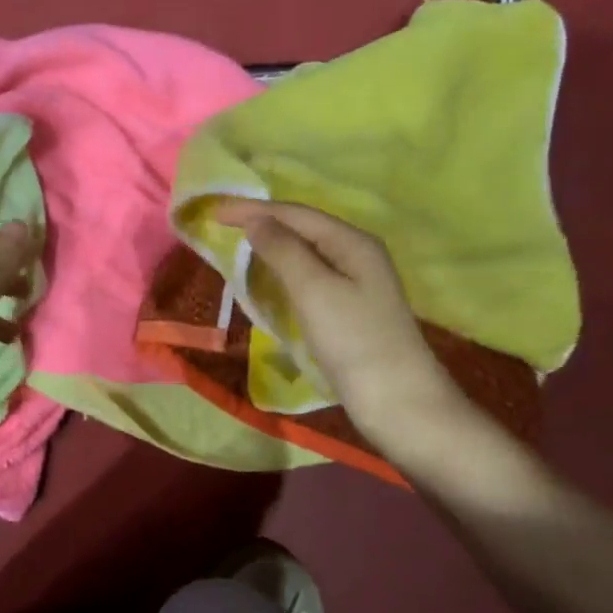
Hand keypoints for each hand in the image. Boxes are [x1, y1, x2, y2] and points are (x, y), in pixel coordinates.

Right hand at [215, 201, 469, 443]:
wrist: (399, 403)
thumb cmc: (354, 341)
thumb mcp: (314, 290)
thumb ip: (283, 250)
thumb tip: (256, 220)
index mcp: (352, 242)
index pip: (296, 214)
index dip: (254, 209)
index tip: (214, 212)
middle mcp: (357, 255)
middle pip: (303, 229)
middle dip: (262, 223)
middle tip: (221, 226)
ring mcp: (356, 284)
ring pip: (306, 254)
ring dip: (271, 248)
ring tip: (237, 248)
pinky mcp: (349, 312)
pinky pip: (309, 279)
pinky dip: (283, 274)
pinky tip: (268, 282)